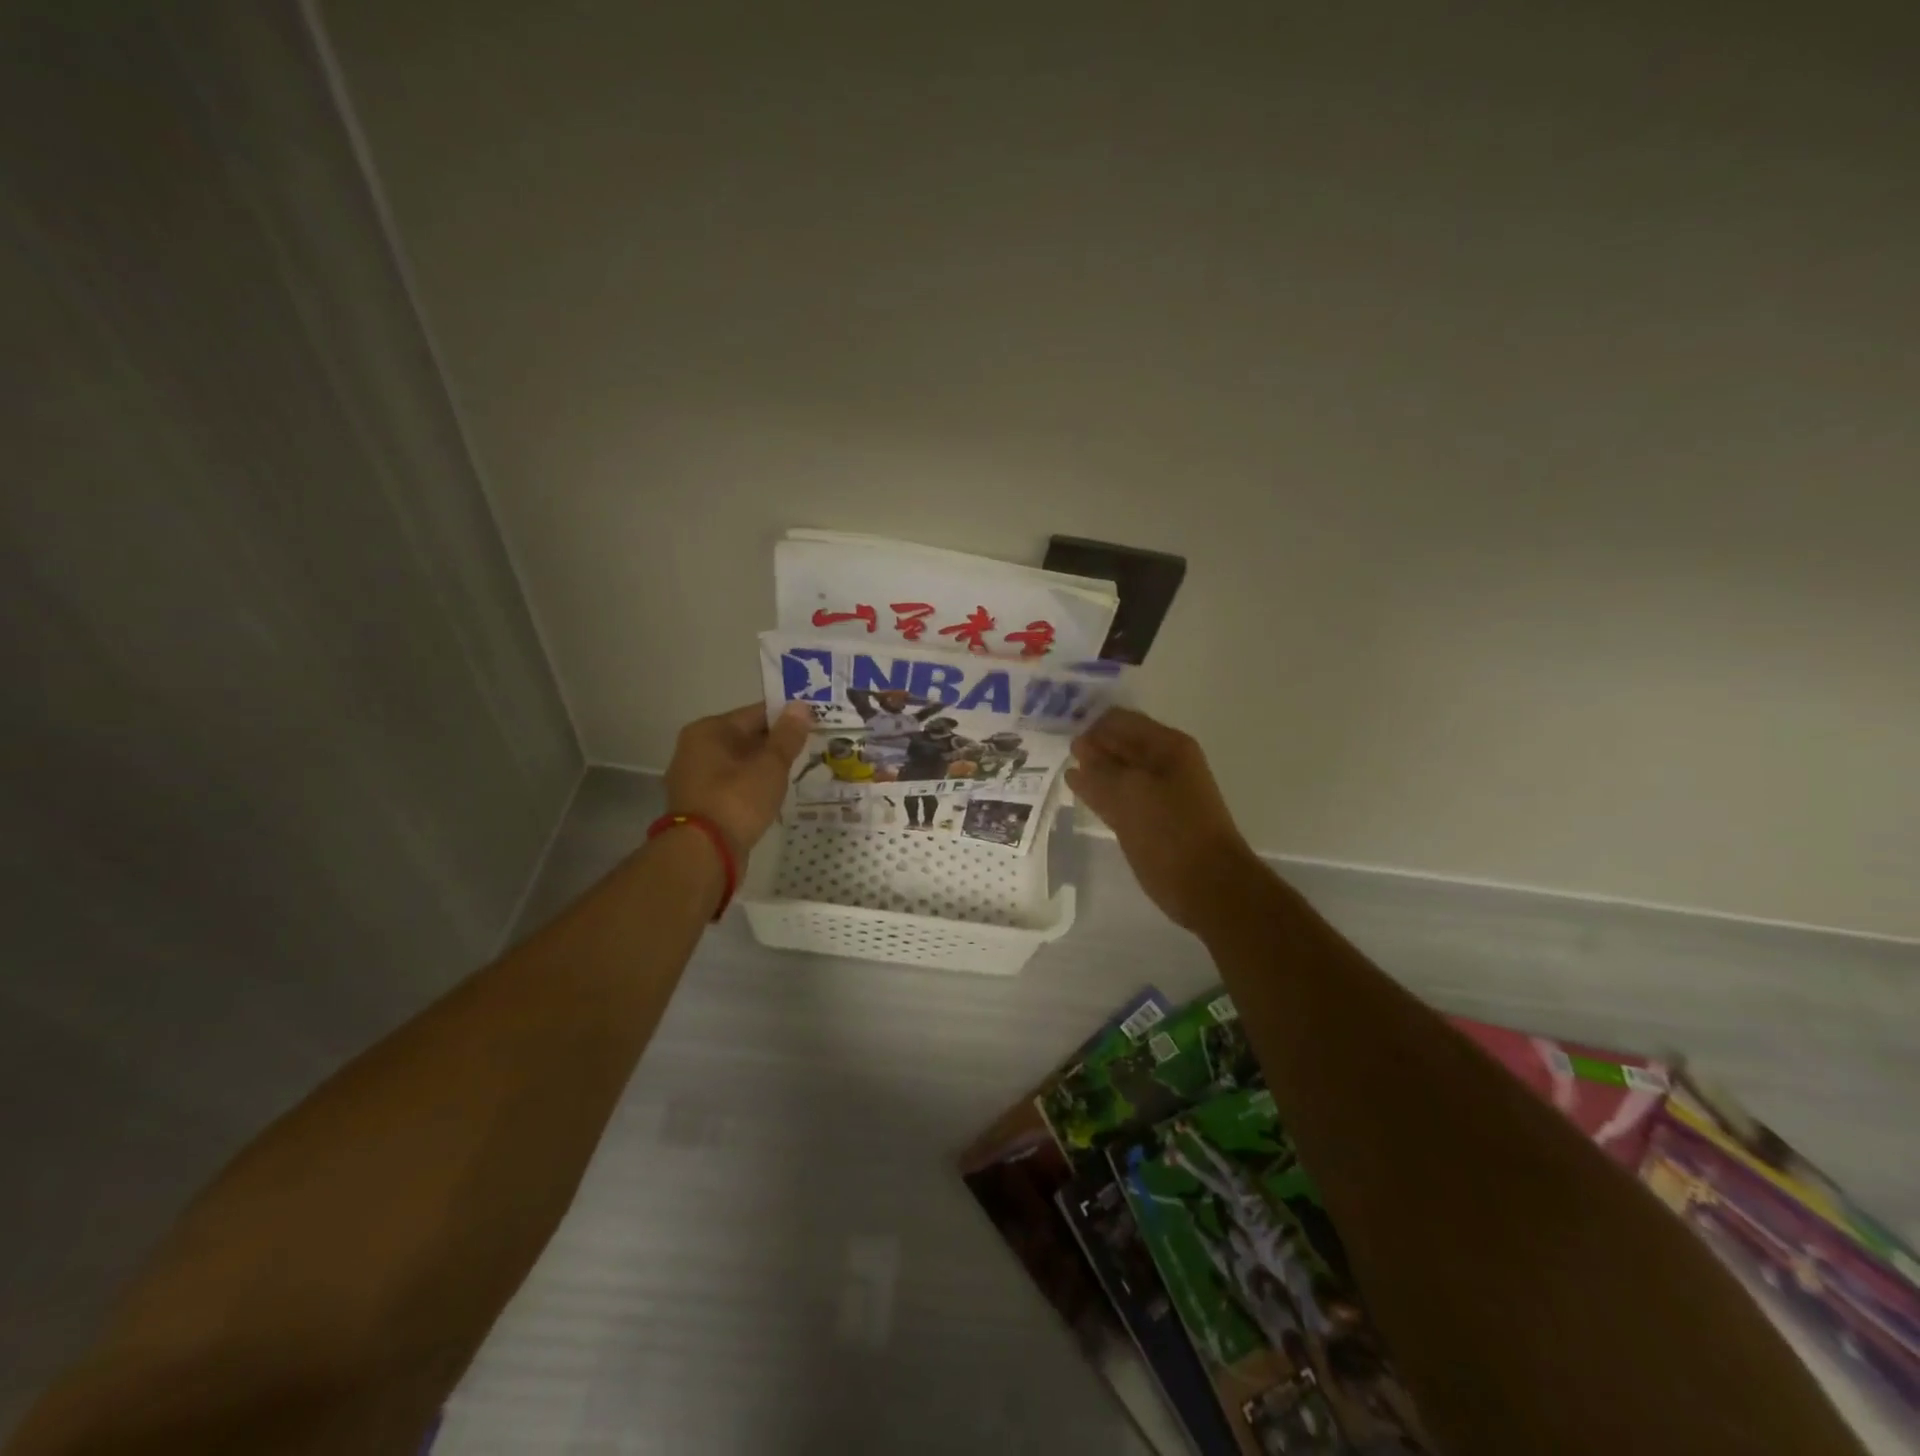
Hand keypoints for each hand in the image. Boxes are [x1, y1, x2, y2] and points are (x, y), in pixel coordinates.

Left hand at [666, 702, 811, 854]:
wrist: (704, 854)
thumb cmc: (737, 800)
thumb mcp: (770, 765)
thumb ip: (787, 735)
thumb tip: (800, 706)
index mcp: (709, 730)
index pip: (756, 713)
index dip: (787, 718)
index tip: (814, 724)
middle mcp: (696, 748)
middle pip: (746, 738)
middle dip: (777, 744)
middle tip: (813, 749)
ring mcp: (695, 778)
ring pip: (741, 763)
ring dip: (766, 767)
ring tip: (799, 772)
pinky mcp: (701, 804)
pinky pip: (734, 785)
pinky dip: (753, 786)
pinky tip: (775, 794)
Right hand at [1067, 707, 1256, 929]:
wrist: (1208, 885)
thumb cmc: (1171, 831)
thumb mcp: (1130, 793)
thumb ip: (1100, 768)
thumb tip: (1079, 746)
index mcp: (1166, 746)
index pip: (1119, 721)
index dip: (1090, 724)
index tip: (1059, 733)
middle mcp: (1162, 763)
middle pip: (1118, 744)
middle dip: (1090, 745)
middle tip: (1052, 747)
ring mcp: (1156, 792)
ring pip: (1117, 772)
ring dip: (1092, 769)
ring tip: (1059, 766)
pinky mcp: (1148, 819)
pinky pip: (1118, 796)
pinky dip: (1099, 792)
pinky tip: (1076, 789)